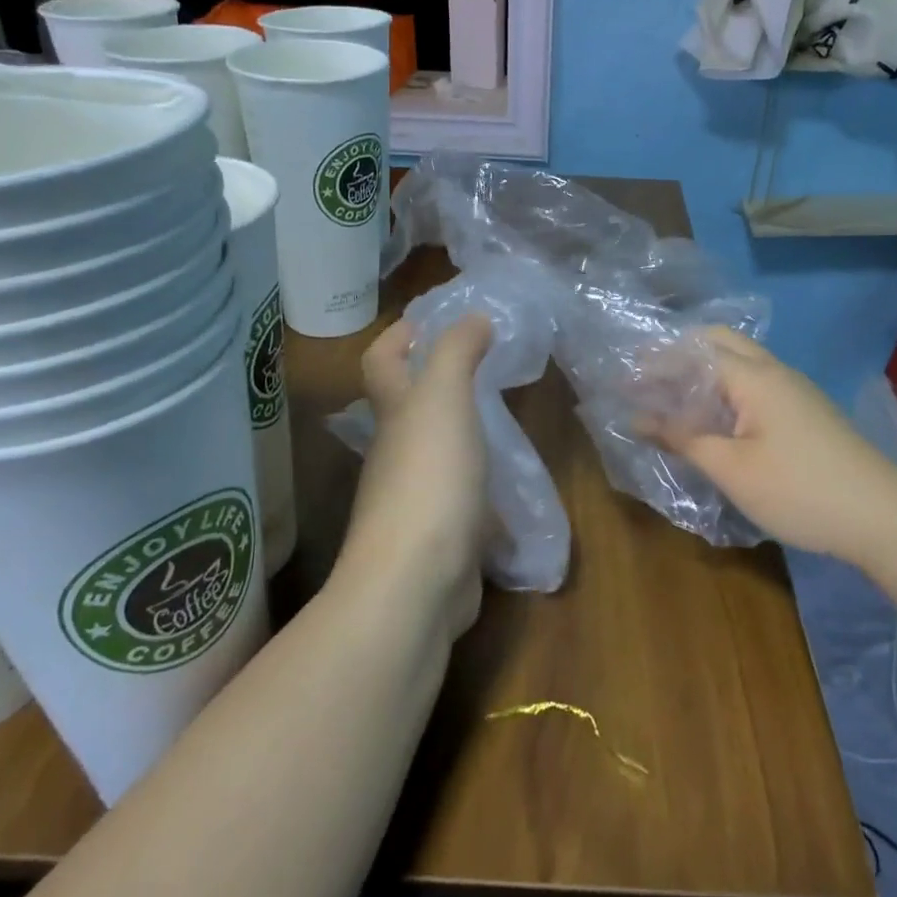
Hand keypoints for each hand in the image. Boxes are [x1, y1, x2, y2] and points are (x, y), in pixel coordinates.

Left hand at [335, 315, 491, 636]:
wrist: (418, 580)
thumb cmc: (430, 476)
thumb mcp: (445, 399)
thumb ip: (457, 353)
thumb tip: (472, 317)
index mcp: (395, 413)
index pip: (382, 360)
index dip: (400, 334)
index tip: (434, 319)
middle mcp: (396, 452)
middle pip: (407, 407)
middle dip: (438, 384)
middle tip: (486, 368)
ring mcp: (415, 498)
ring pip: (437, 454)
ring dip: (464, 436)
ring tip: (505, 422)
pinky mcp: (440, 536)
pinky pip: (463, 501)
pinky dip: (484, 491)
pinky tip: (514, 491)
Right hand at [648, 327, 896, 563]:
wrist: (885, 518)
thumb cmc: (800, 490)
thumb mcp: (731, 468)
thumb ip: (683, 438)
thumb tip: (638, 419)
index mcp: (755, 376)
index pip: (695, 351)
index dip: (656, 363)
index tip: (623, 379)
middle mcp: (775, 372)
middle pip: (721, 343)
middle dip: (680, 355)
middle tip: (648, 381)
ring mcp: (795, 391)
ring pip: (739, 364)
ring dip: (704, 374)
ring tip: (671, 400)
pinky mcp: (806, 413)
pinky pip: (755, 386)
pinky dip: (724, 392)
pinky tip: (712, 421)